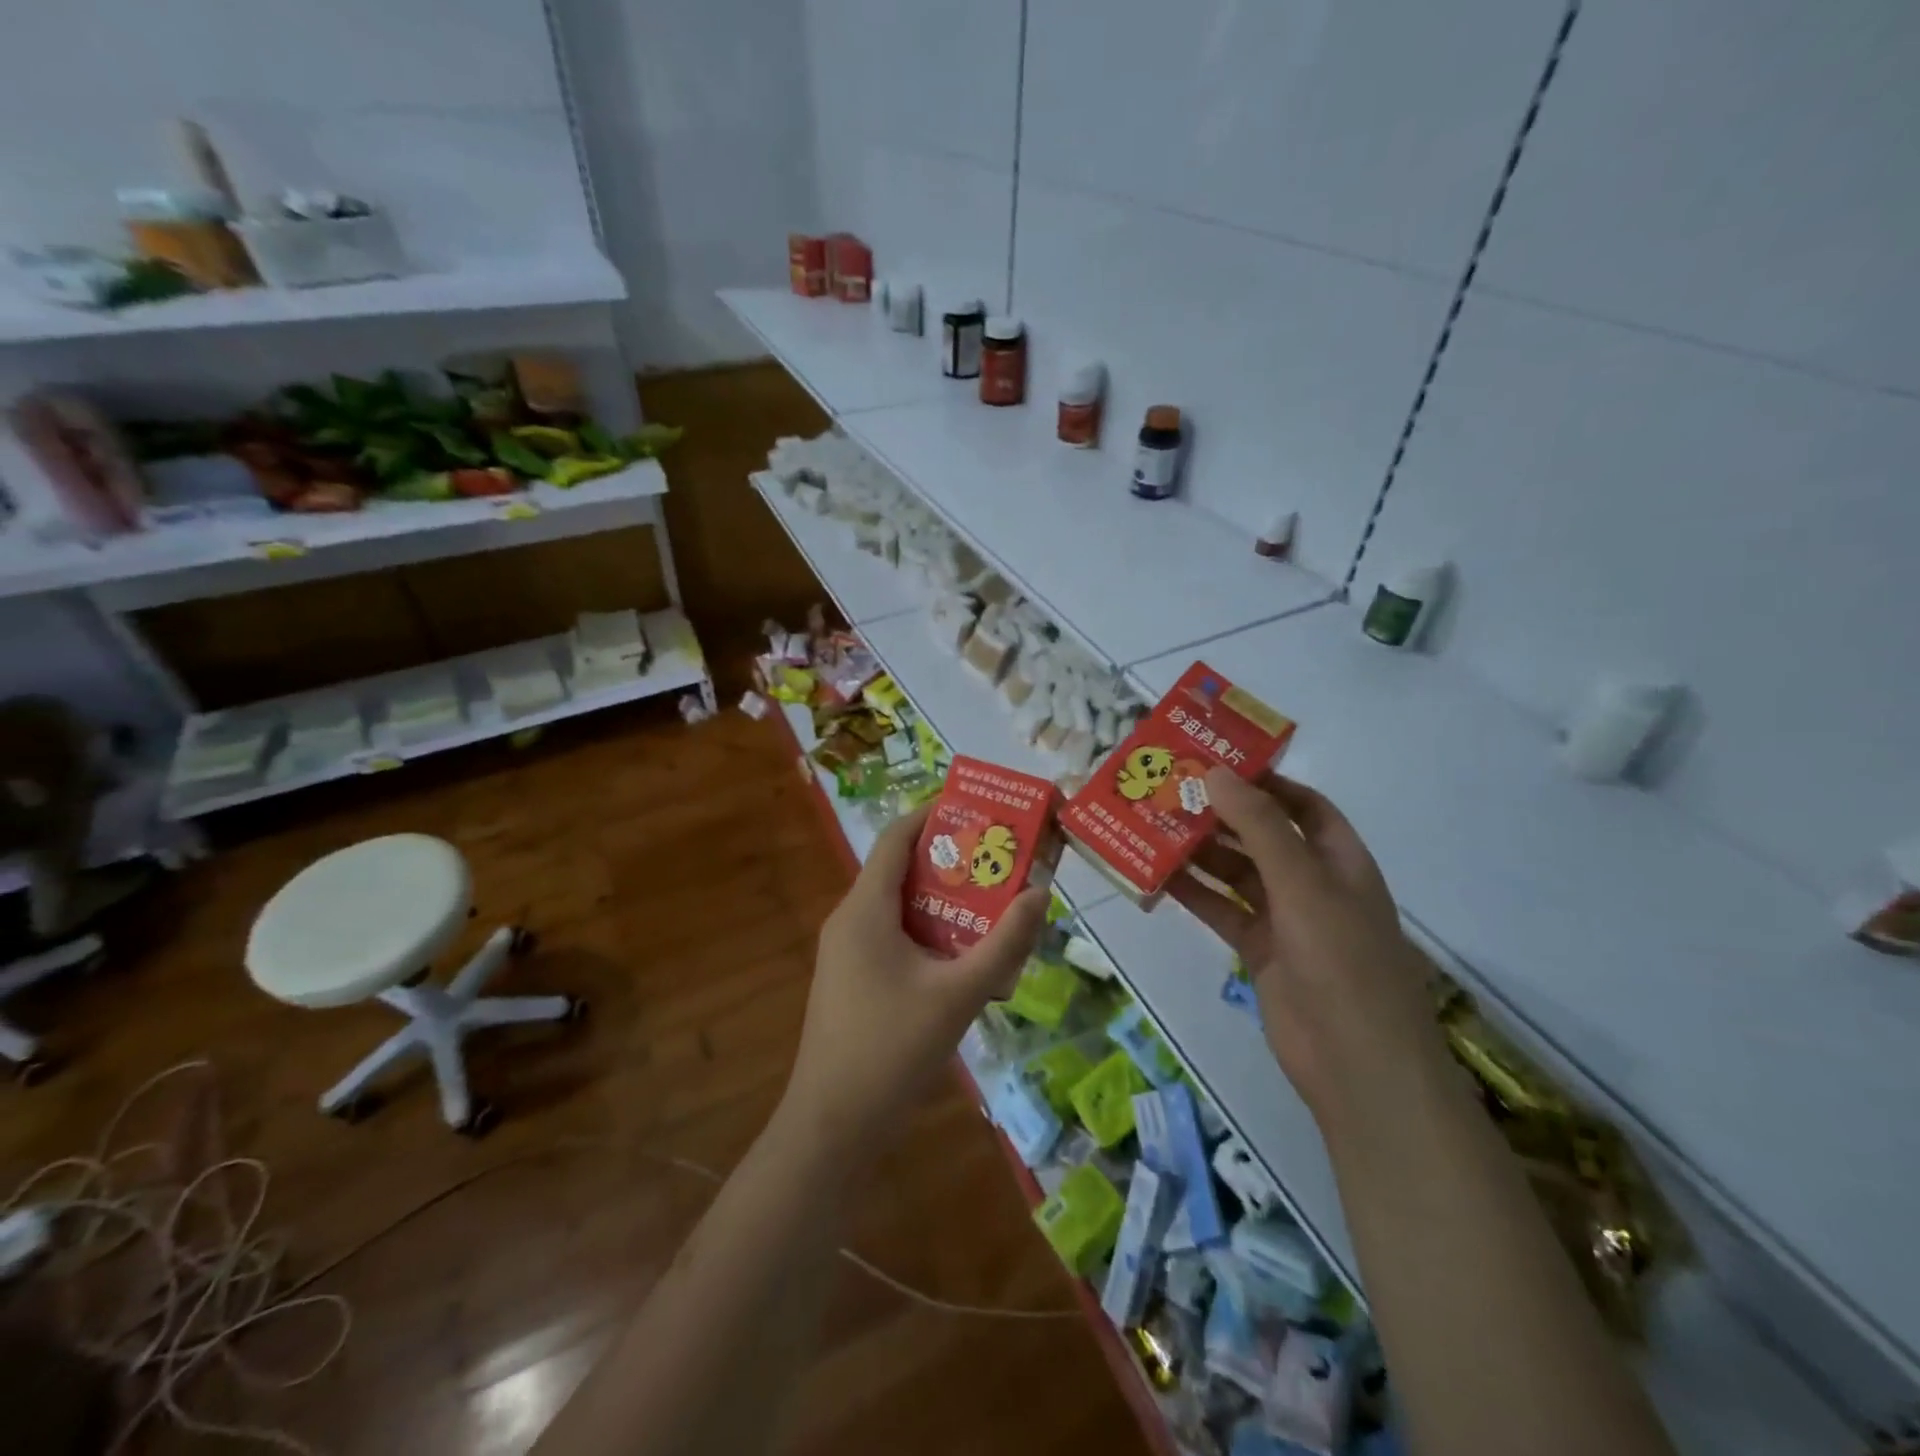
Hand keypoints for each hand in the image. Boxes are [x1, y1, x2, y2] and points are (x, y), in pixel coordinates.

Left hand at [781, 805, 1048, 1163]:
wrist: (832, 1127)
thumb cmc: (891, 1049)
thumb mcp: (959, 994)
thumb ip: (1003, 943)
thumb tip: (1039, 894)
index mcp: (865, 909)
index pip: (896, 838)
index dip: (933, 815)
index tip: (977, 808)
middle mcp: (850, 920)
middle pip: (900, 871)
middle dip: (950, 860)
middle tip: (999, 857)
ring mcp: (847, 953)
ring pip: (899, 908)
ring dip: (942, 901)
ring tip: (992, 901)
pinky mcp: (852, 981)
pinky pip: (893, 938)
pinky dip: (928, 933)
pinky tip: (963, 956)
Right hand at [1170, 769, 1449, 1132]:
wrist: (1355, 1063)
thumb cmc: (1341, 960)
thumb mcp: (1303, 883)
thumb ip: (1259, 827)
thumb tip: (1215, 773)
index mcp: (1339, 859)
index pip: (1302, 805)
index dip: (1264, 782)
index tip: (1215, 763)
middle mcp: (1312, 883)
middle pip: (1262, 836)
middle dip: (1220, 815)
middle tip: (1169, 791)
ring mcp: (1284, 919)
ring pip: (1235, 873)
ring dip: (1199, 852)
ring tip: (1152, 826)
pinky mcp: (1258, 950)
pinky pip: (1221, 911)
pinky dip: (1192, 894)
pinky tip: (1156, 877)